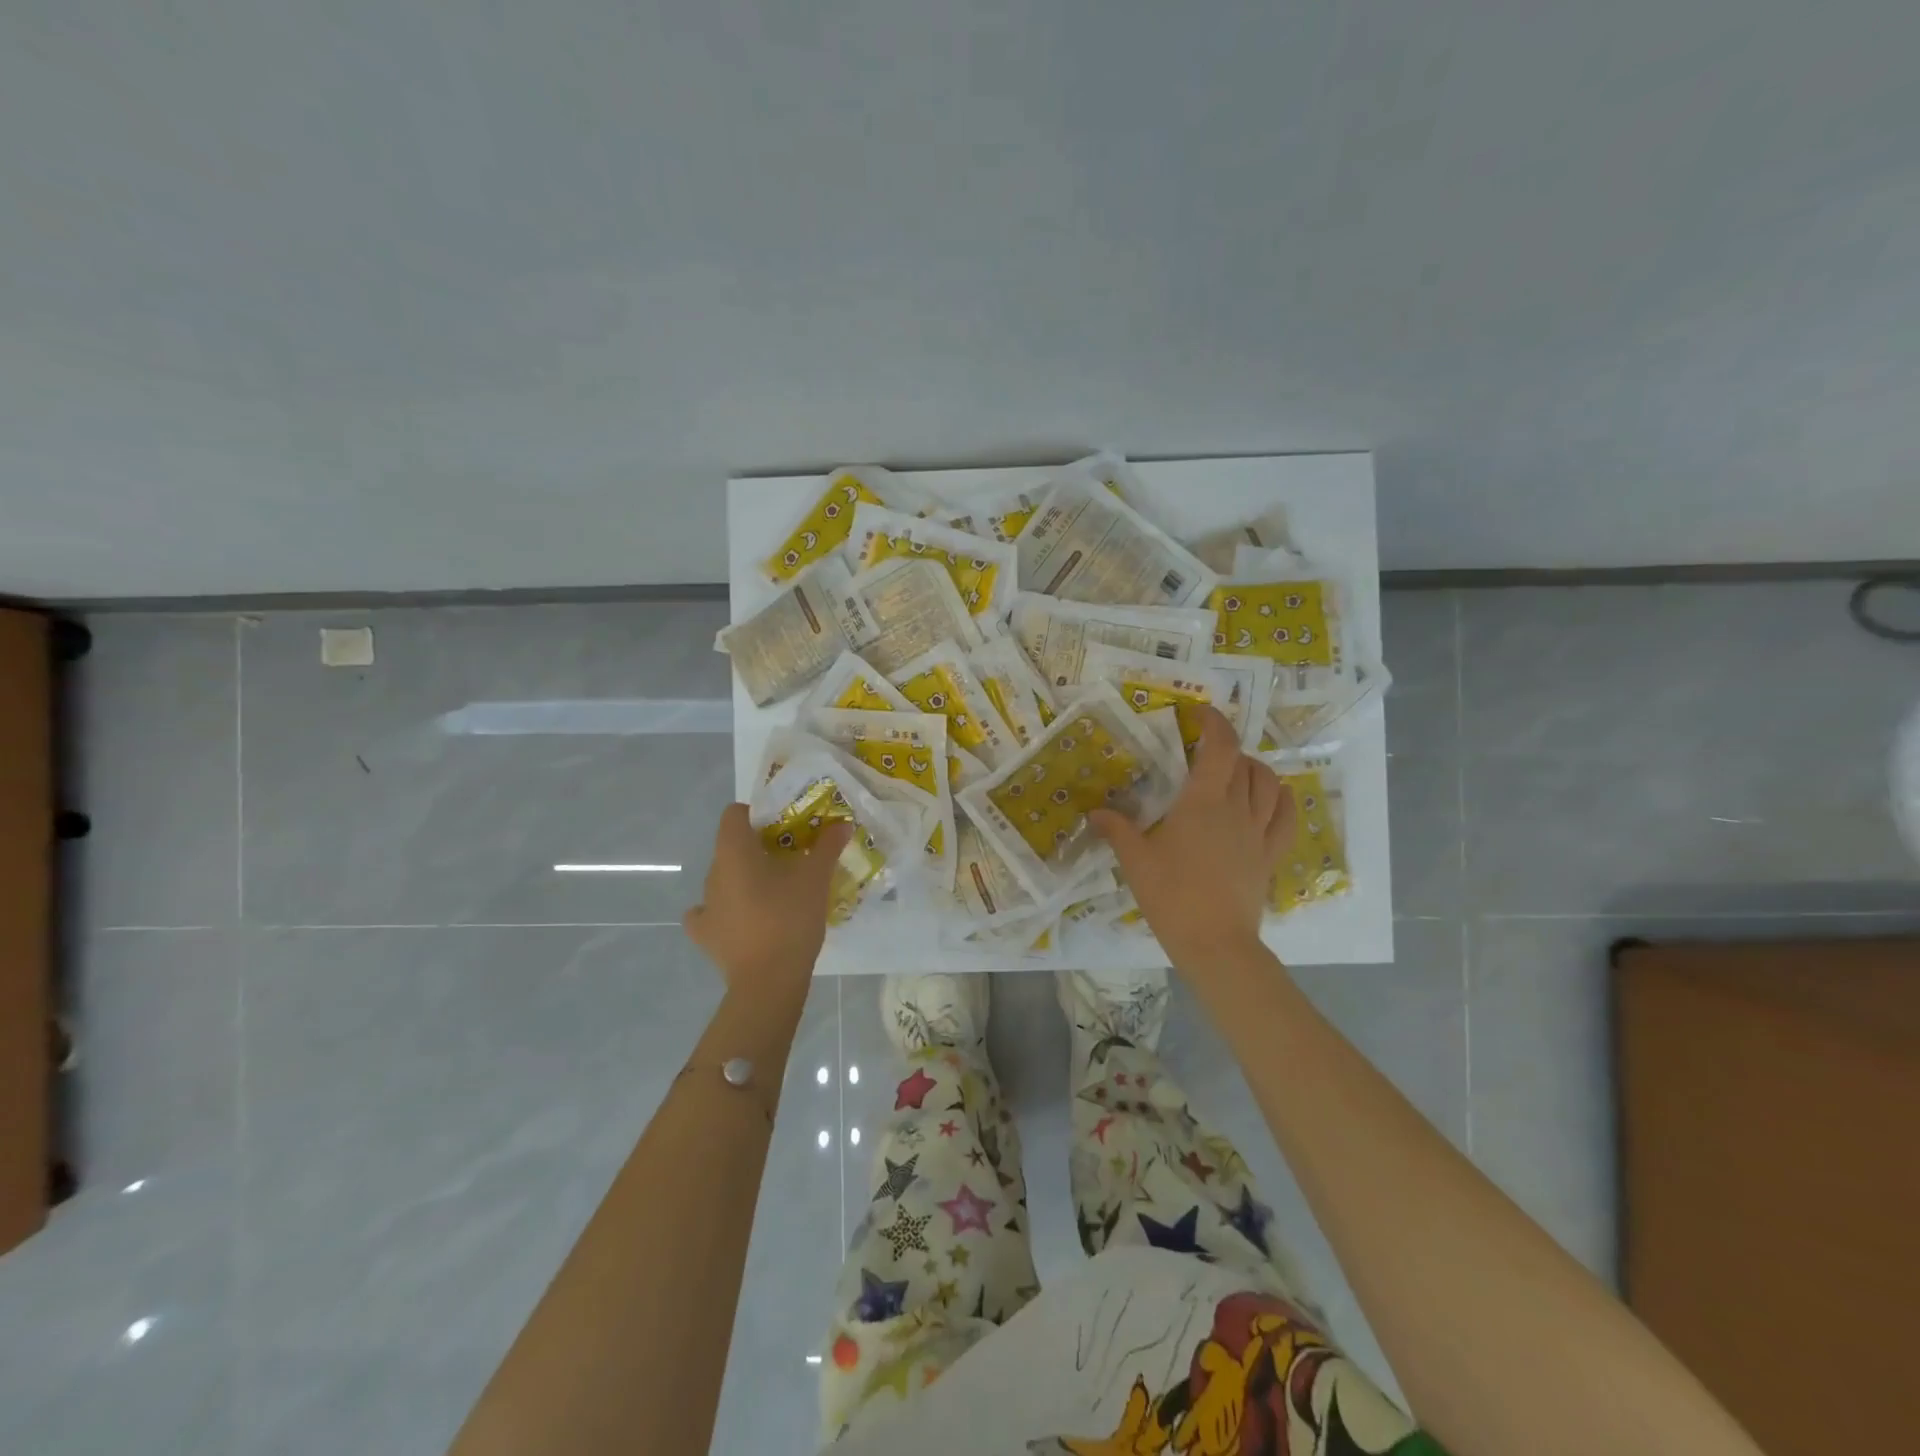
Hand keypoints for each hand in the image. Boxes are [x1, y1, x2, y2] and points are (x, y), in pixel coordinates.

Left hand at [683, 804, 849, 997]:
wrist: (769, 981)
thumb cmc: (790, 918)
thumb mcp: (816, 878)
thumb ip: (828, 846)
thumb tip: (842, 824)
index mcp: (734, 852)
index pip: (734, 815)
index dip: (757, 814)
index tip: (784, 827)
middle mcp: (713, 873)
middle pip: (732, 847)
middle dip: (759, 848)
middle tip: (791, 859)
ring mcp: (705, 906)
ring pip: (724, 878)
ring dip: (746, 879)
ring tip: (776, 891)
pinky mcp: (705, 935)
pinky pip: (711, 912)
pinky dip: (725, 910)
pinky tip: (743, 918)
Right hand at [1089, 706, 1293, 972]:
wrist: (1214, 944)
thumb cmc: (1171, 896)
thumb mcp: (1135, 861)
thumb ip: (1117, 830)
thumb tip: (1095, 812)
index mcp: (1202, 802)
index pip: (1219, 747)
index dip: (1213, 723)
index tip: (1198, 713)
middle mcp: (1236, 809)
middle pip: (1244, 762)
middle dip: (1226, 747)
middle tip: (1203, 751)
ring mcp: (1258, 833)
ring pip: (1269, 784)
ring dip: (1254, 768)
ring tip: (1235, 770)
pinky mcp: (1269, 856)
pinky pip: (1286, 818)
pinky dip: (1283, 798)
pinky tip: (1274, 796)